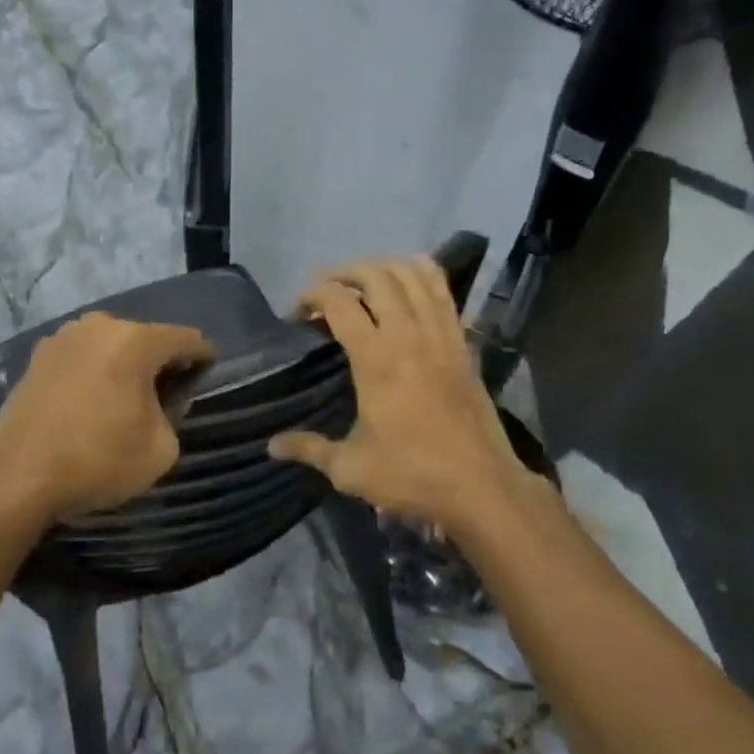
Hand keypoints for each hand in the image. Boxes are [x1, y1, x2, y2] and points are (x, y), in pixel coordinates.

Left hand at [0, 312, 213, 520]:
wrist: (19, 477)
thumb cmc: (99, 460)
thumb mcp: (161, 448)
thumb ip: (174, 415)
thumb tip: (161, 400)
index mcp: (136, 340)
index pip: (186, 338)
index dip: (203, 357)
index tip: (206, 376)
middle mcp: (100, 326)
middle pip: (145, 337)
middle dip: (160, 362)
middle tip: (165, 394)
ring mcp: (63, 337)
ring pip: (109, 344)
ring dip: (123, 364)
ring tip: (124, 398)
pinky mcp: (37, 356)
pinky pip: (80, 356)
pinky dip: (92, 371)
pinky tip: (90, 401)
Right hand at [269, 257, 531, 533]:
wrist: (482, 487)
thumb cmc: (412, 475)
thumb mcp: (350, 468)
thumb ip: (309, 449)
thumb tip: (271, 445)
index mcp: (376, 359)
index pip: (338, 302)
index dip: (312, 295)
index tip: (298, 311)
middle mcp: (408, 335)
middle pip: (375, 276)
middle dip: (344, 273)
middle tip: (326, 290)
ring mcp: (440, 334)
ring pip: (413, 274)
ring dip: (383, 266)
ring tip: (363, 280)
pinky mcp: (462, 342)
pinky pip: (443, 291)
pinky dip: (421, 274)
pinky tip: (407, 283)